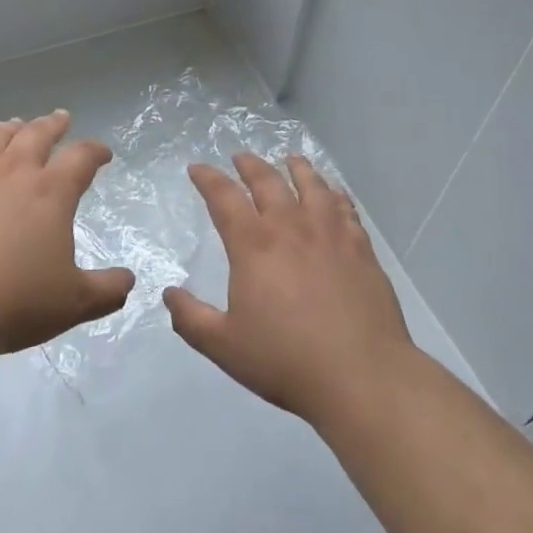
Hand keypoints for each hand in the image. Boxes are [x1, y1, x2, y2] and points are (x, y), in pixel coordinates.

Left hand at [0, 111, 133, 358]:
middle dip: (53, 124)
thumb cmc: (12, 302)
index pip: (81, 157)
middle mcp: (13, 170)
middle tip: (61, 118)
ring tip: (15, 124)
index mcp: (51, 191)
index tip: (103, 153)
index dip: (96, 151)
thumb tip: (129, 279)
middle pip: (37, 134)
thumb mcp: (72, 303)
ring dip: (10, 127)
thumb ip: (106, 290)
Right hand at [165, 153, 412, 427]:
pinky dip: (335, 193)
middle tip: (240, 156)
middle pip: (268, 181)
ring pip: (312, 185)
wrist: (362, 376)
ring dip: (297, 168)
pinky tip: (334, 193)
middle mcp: (290, 227)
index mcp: (254, 244)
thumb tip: (169, 294)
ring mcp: (330, 234)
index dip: (207, 178)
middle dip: (249, 164)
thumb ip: (191, 319)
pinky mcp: (361, 248)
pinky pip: (345, 208)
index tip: (197, 168)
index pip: (224, 197)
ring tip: (290, 159)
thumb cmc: (286, 360)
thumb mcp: (224, 346)